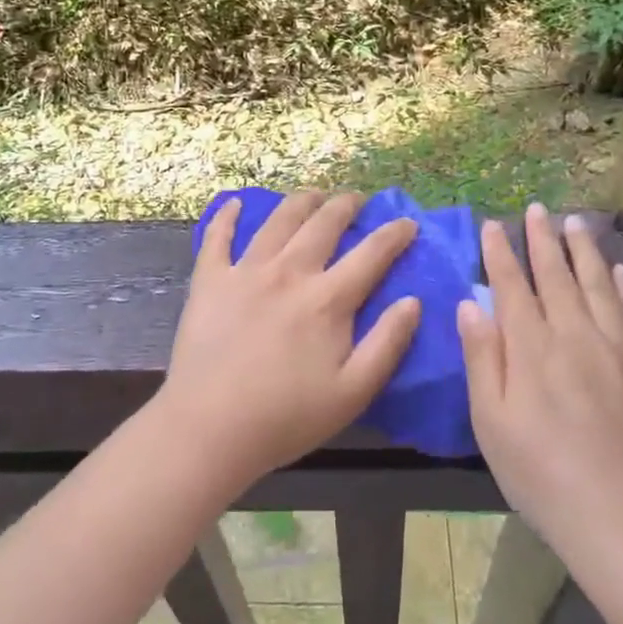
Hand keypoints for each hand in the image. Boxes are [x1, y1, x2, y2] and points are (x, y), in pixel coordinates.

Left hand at [157, 192, 420, 493]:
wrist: (210, 428)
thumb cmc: (286, 417)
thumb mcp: (353, 392)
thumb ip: (387, 343)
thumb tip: (413, 301)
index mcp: (327, 299)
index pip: (371, 254)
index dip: (394, 234)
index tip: (408, 223)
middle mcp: (289, 272)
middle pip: (323, 223)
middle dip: (346, 206)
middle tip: (357, 200)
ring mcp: (246, 271)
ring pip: (278, 220)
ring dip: (301, 201)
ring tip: (313, 195)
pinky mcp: (210, 280)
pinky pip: (218, 237)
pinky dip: (227, 216)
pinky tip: (234, 204)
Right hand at [458, 203, 622, 561]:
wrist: (621, 521)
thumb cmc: (540, 475)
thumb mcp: (492, 423)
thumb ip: (482, 358)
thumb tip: (470, 304)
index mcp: (533, 349)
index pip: (513, 287)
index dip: (501, 253)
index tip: (493, 225)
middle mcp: (576, 337)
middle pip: (557, 277)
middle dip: (542, 240)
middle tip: (536, 209)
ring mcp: (620, 351)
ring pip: (599, 286)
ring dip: (585, 251)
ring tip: (576, 222)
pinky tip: (621, 270)